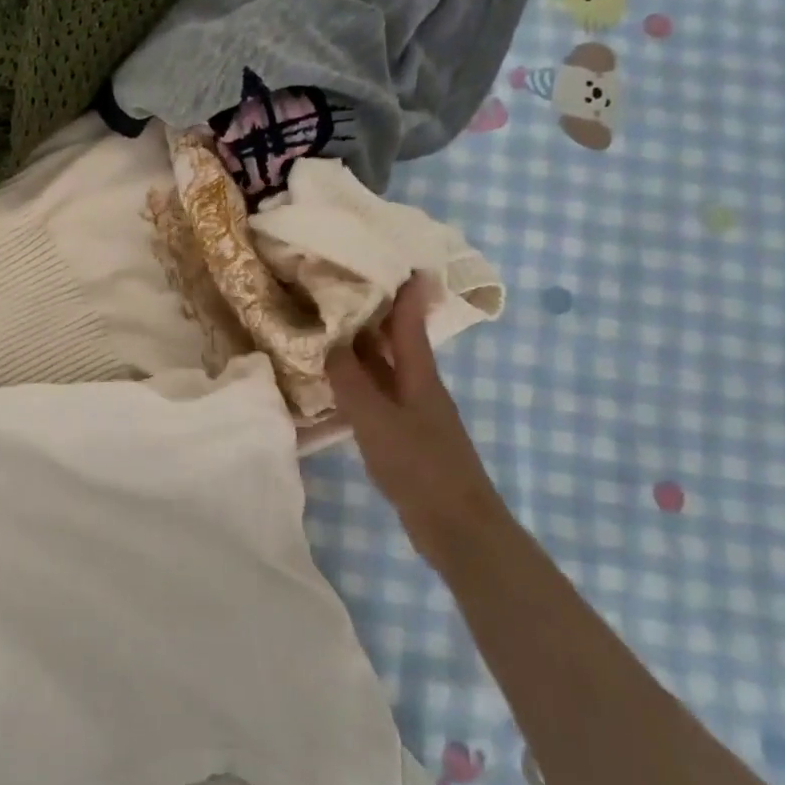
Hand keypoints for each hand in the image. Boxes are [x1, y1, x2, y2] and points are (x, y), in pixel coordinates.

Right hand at [326, 273, 512, 567]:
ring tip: (327, 328)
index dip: (403, 292)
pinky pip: (377, 396)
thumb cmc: (419, 466)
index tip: (393, 259)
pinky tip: (335, 385)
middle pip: (396, 342)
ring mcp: (413, 413)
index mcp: (419, 375)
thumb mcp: (376, 420)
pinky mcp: (405, 436)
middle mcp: (419, 387)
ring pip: (384, 369)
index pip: (409, 322)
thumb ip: (351, 381)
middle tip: (339, 288)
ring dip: (361, 348)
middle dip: (374, 314)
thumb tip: (329, 343)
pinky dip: (357, 382)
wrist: (456, 525)